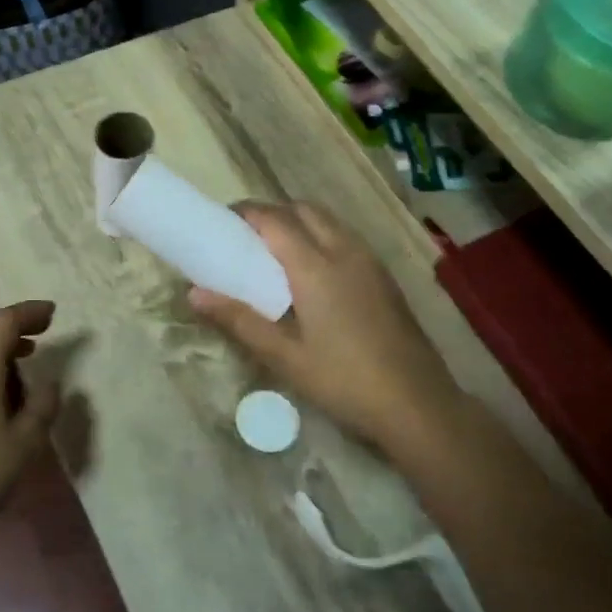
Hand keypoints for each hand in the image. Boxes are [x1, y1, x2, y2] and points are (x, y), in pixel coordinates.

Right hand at [189, 203, 468, 459]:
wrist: (417, 403)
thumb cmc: (343, 380)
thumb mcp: (284, 356)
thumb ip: (239, 320)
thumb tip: (194, 293)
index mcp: (315, 266)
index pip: (274, 219)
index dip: (245, 213)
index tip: (220, 222)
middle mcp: (344, 251)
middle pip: (302, 209)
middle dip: (271, 213)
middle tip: (244, 237)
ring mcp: (369, 261)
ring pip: (327, 220)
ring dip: (297, 221)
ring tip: (273, 252)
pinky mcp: (383, 276)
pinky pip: (345, 237)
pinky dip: (320, 235)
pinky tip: (311, 272)